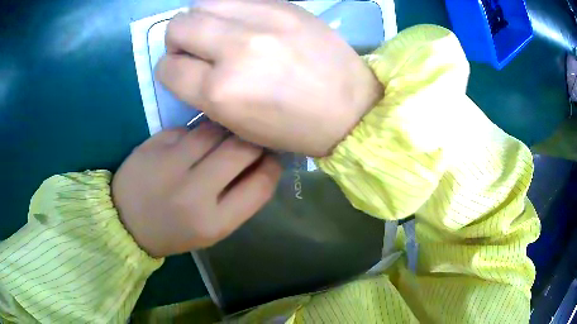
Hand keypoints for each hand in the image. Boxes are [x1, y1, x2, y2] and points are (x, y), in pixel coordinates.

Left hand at [112, 124, 281, 256]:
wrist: (125, 222)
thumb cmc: (173, 231)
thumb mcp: (212, 229)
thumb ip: (239, 198)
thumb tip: (262, 162)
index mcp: (213, 223)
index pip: (260, 185)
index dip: (273, 166)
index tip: (272, 157)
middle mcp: (193, 192)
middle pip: (241, 149)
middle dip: (253, 140)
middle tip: (251, 140)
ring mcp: (170, 164)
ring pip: (215, 129)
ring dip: (226, 130)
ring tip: (223, 137)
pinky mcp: (154, 144)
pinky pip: (189, 127)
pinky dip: (199, 131)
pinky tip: (193, 142)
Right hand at [156, 0, 382, 156]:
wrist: (351, 109)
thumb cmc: (293, 128)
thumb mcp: (237, 124)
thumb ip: (203, 91)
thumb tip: (185, 64)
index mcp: (220, 92)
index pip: (168, 67)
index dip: (170, 70)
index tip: (182, 71)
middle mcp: (235, 50)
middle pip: (178, 26)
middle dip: (178, 40)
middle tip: (198, 49)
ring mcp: (262, 21)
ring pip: (203, 4)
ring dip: (202, 19)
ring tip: (220, 33)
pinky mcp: (284, 6)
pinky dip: (229, 10)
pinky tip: (245, 24)